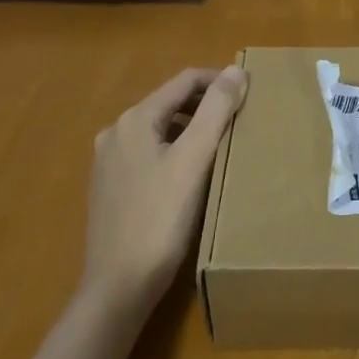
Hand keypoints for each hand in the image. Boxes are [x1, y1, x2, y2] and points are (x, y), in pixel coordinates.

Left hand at [81, 66, 247, 313]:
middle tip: (240, 118)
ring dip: (191, 128)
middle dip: (206, 105)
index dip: (218, 80)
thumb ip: (215, 110)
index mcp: (135, 119)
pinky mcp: (110, 188)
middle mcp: (116, 132)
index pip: (184, 81)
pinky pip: (149, 153)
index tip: (250, 92)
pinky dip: (174, 151)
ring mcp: (109, 162)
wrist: (118, 287)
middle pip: (170, 103)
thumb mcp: (194, 160)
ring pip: (159, 129)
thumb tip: (235, 70)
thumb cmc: (159, 219)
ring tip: (221, 144)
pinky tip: (192, 174)